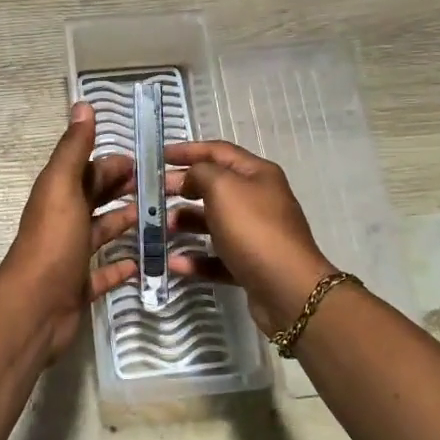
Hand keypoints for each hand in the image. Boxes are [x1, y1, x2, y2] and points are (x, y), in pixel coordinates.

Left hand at [4, 102, 138, 358]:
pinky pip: (103, 273)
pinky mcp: (79, 286)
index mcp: (58, 195)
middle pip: (95, 199)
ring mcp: (70, 256)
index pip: (87, 171)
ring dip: (125, 223)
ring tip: (160, 219)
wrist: (36, 306)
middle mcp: (63, 221)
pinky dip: (120, 267)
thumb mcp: (63, 187)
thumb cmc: (53, 242)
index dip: (113, 163)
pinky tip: (141, 263)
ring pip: (101, 232)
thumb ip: (74, 149)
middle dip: (122, 189)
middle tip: (160, 188)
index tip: (148, 161)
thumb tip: (82, 104)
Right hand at [165, 140, 336, 334]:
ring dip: (185, 222)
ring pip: (213, 222)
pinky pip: (216, 257)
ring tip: (160, 227)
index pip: (218, 151)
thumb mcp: (223, 188)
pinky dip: (195, 258)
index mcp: (257, 174)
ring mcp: (255, 234)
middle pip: (214, 186)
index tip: (158, 156)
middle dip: (182, 187)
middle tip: (152, 193)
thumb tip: (191, 177)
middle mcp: (258, 200)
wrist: (287, 288)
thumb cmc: (253, 229)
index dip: (188, 150)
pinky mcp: (250, 264)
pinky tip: (173, 263)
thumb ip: (200, 173)